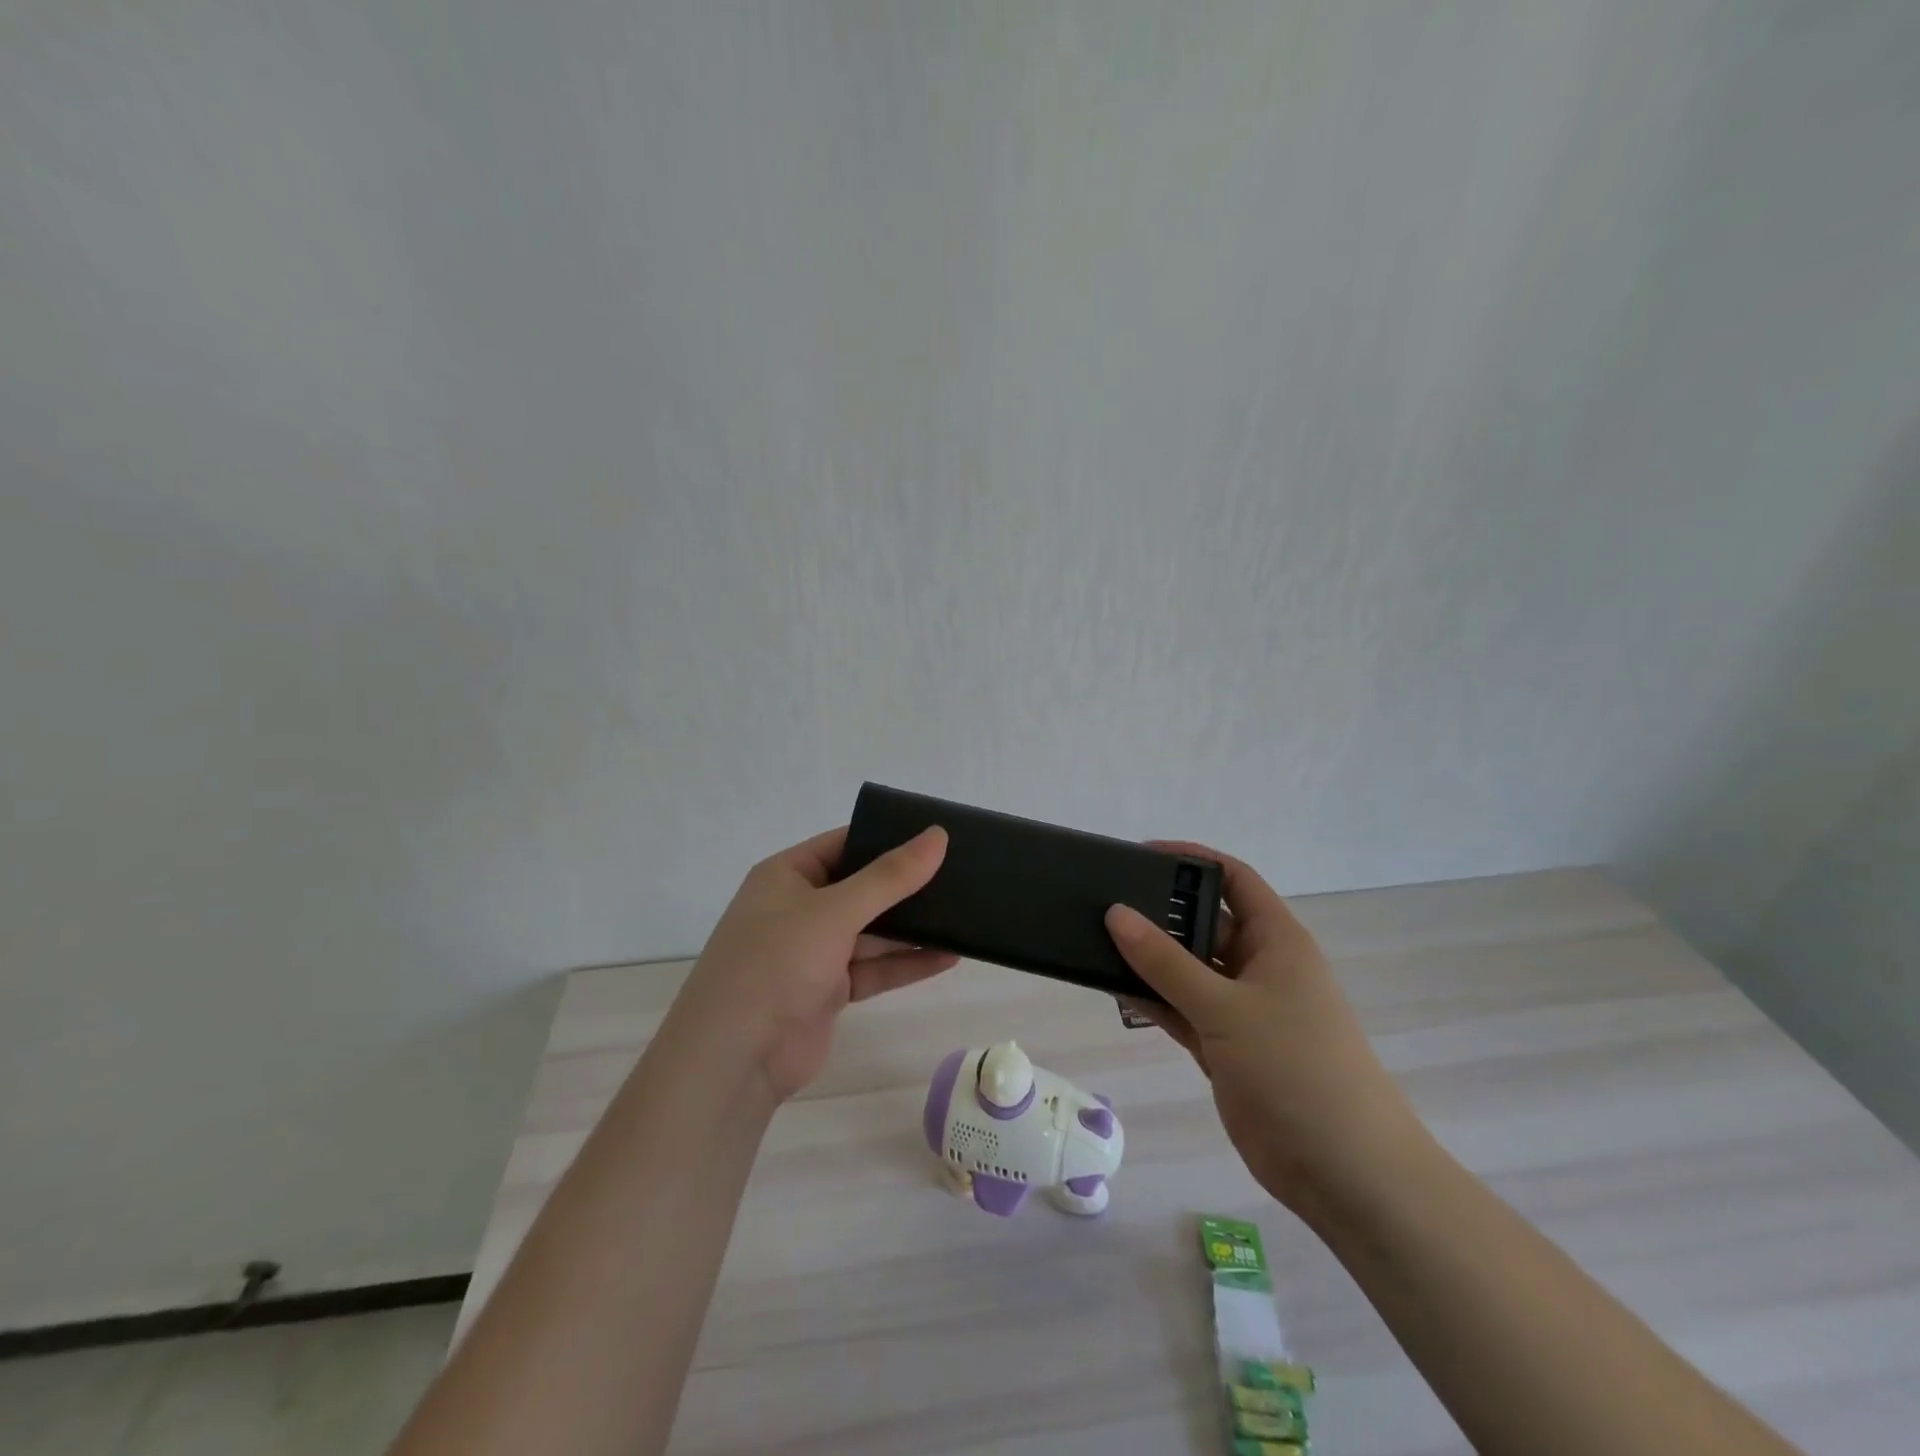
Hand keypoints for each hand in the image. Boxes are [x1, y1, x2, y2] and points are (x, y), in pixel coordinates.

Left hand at [670, 825, 956, 1101]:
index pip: (844, 844)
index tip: (936, 836)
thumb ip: (889, 877)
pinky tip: (948, 957)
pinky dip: (906, 963)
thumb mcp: (834, 911)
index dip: (887, 838)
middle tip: (960, 875)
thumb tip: (937, 835)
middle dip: (906, 886)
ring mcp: (813, 952)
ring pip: (872, 931)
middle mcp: (799, 908)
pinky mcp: (827, 990)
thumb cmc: (775, 964)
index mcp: (787, 876)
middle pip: (862, 888)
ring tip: (963, 916)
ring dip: (911, 928)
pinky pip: (873, 968)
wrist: (733, 1060)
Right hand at [1106, 842, 1423, 1220]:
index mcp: (1276, 941)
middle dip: (1160, 913)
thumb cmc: (1295, 1068)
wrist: (1343, 1171)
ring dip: (1150, 960)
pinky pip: (1181, 1010)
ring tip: (1095, 940)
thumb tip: (1116, 913)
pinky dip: (1152, 1000)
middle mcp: (1259, 967)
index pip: (1234, 879)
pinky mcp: (1226, 1047)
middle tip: (1103, 901)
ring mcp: (1242, 1009)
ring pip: (1187, 970)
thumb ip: (1165, 962)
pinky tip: (1113, 987)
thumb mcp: (1226, 1007)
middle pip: (1204, 923)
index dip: (1192, 860)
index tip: (1141, 855)